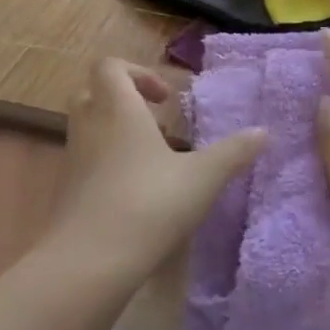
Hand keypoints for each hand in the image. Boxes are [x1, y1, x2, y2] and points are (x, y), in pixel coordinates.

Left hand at [45, 59, 265, 282]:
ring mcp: (73, 159)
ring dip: (115, 132)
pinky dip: (106, 164)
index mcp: (118, 109)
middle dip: (123, 99)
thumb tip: (264, 131)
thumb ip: (233, 152)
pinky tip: (136, 192)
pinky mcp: (66, 191)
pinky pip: (84, 161)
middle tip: (155, 121)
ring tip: (152, 158)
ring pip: (87, 128)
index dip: (137, 72)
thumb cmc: (148, 203)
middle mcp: (90, 126)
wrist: (88, 263)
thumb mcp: (202, 177)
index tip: (165, 99)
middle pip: (93, 92)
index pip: (110, 66)